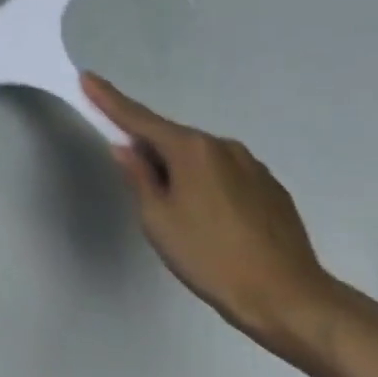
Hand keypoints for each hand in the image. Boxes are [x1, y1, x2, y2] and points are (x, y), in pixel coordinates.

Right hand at [82, 72, 338, 356]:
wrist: (289, 298)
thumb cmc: (210, 256)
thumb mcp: (158, 219)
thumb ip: (138, 177)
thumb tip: (126, 148)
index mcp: (191, 150)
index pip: (139, 119)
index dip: (109, 99)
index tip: (88, 78)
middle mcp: (223, 147)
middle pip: (172, 139)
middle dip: (149, 150)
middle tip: (137, 185)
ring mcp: (253, 166)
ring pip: (200, 158)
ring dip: (180, 171)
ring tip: (178, 213)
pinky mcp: (271, 188)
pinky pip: (225, 174)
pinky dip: (206, 185)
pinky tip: (209, 219)